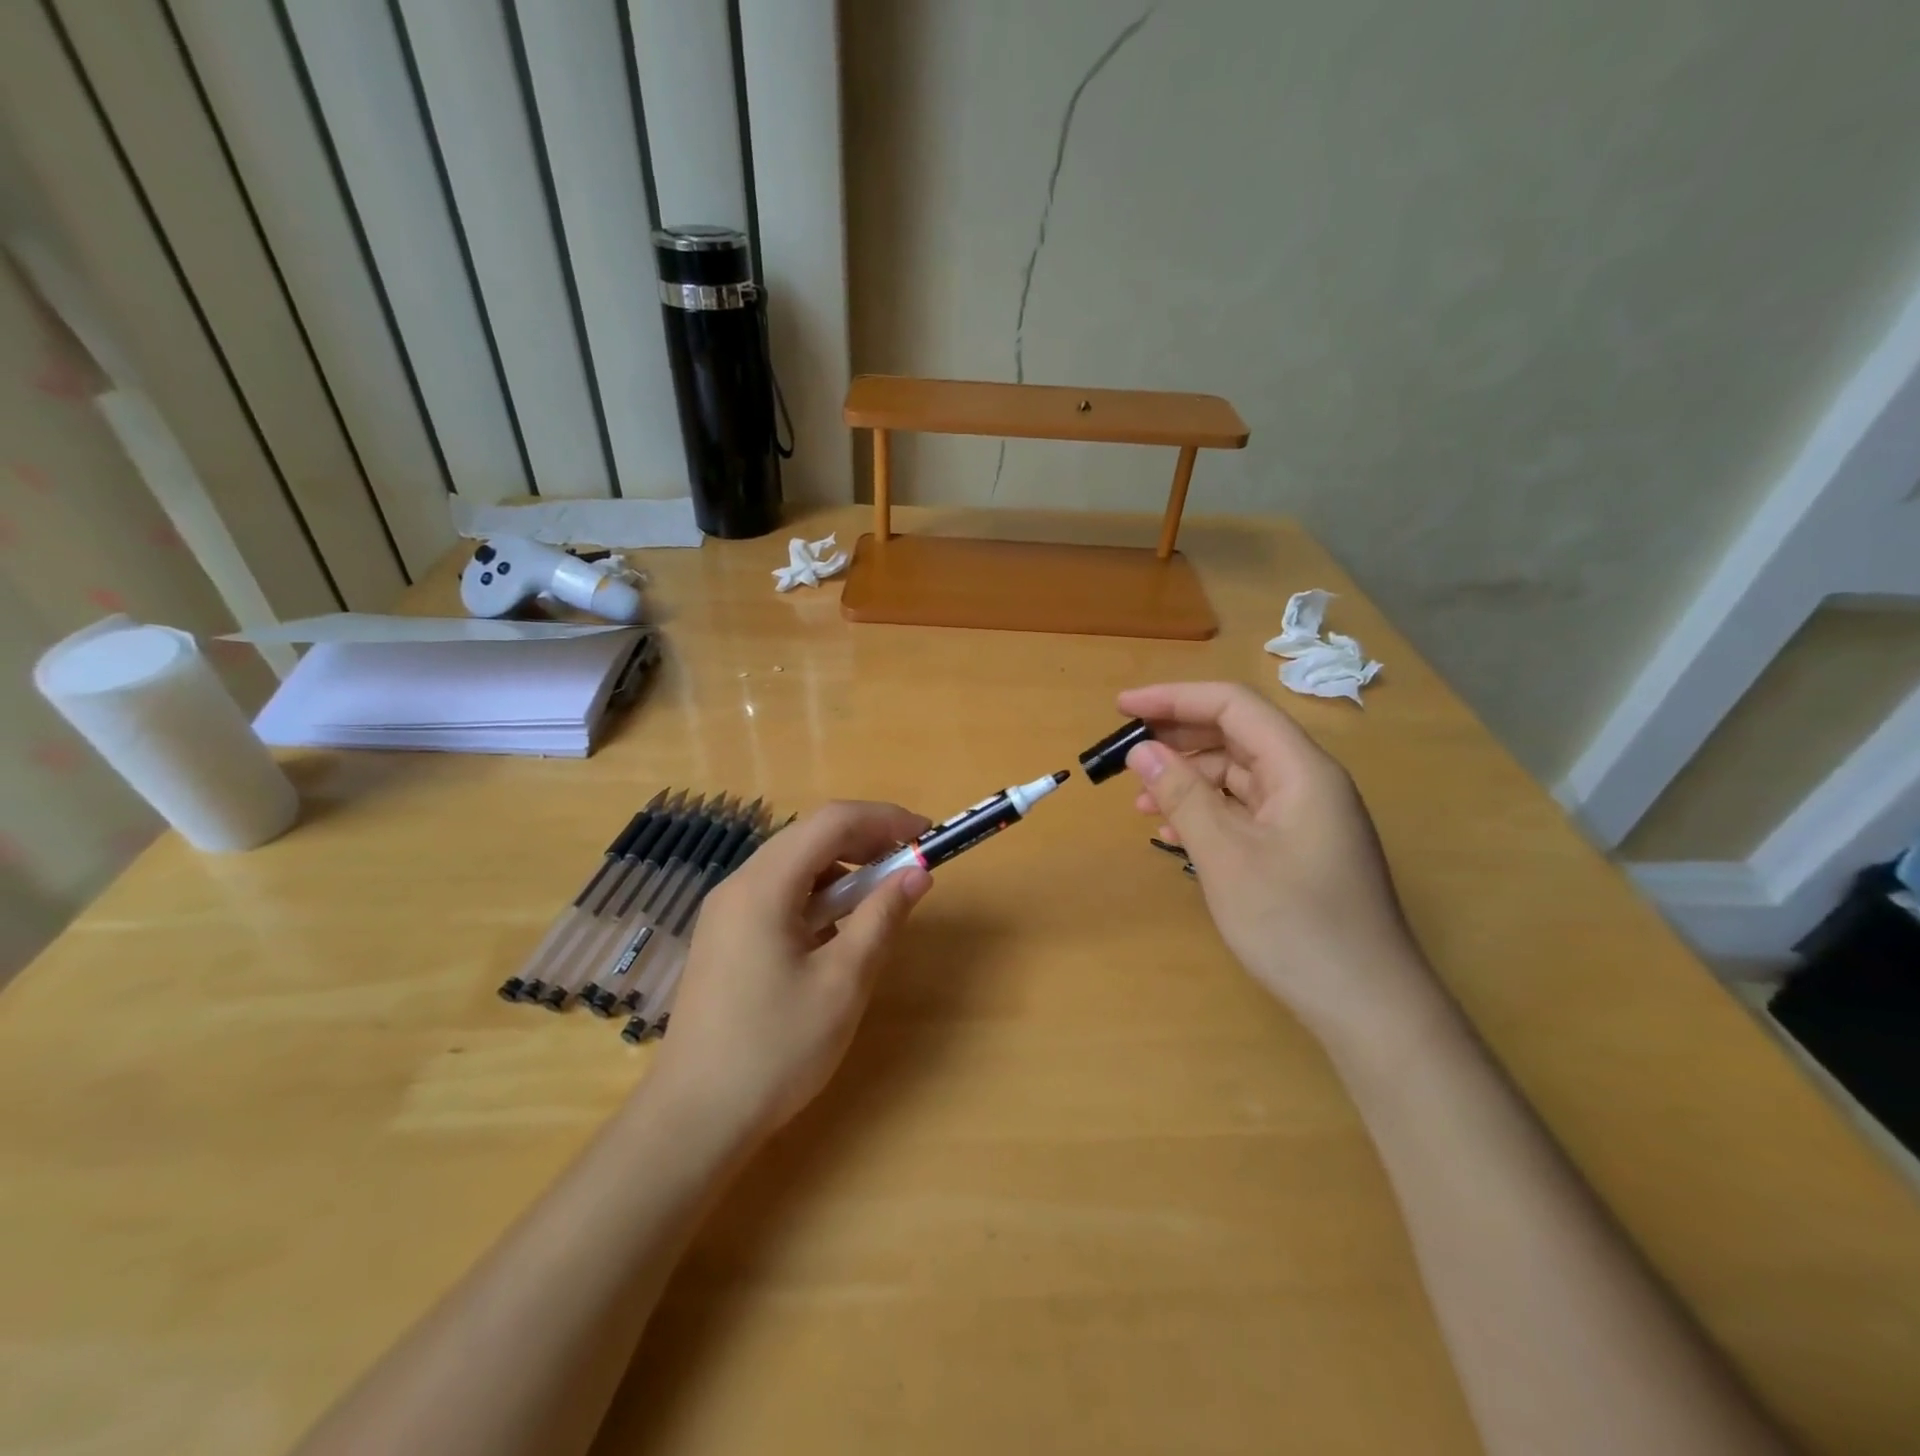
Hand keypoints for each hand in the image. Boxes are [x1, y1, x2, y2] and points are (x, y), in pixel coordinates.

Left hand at [649, 801, 932, 1135]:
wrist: (695, 1119)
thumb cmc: (775, 1049)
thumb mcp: (843, 983)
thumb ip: (882, 918)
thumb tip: (918, 873)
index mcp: (763, 887)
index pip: (831, 822)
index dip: (885, 818)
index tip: (927, 836)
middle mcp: (739, 886)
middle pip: (810, 836)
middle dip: (866, 839)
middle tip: (910, 864)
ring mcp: (726, 912)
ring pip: (794, 865)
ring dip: (843, 868)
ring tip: (880, 898)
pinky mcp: (726, 938)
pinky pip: (779, 894)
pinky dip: (817, 895)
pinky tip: (838, 931)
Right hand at [1118, 682, 1439, 1047]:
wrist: (1368, 1007)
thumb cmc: (1295, 925)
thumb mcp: (1226, 857)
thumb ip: (1182, 796)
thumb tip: (1141, 749)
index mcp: (1301, 769)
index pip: (1233, 707)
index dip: (1174, 699)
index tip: (1122, 708)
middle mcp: (1308, 781)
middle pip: (1236, 735)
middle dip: (1177, 738)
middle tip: (1125, 753)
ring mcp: (1306, 816)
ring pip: (1237, 775)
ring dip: (1188, 779)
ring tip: (1141, 801)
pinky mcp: (1299, 847)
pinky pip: (1245, 810)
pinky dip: (1207, 812)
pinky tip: (1174, 832)